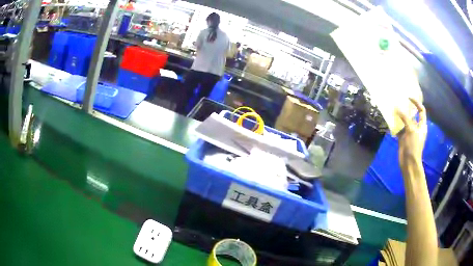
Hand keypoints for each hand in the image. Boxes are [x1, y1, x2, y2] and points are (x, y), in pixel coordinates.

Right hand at [396, 98, 426, 168]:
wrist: (409, 162)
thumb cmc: (414, 145)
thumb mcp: (411, 130)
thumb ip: (405, 118)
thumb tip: (397, 108)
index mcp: (421, 125)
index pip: (421, 110)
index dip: (416, 103)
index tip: (409, 98)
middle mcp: (416, 127)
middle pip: (412, 115)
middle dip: (406, 108)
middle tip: (399, 101)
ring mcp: (409, 132)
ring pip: (404, 121)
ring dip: (399, 116)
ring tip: (393, 109)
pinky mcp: (402, 137)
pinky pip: (398, 128)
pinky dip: (395, 124)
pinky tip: (390, 120)